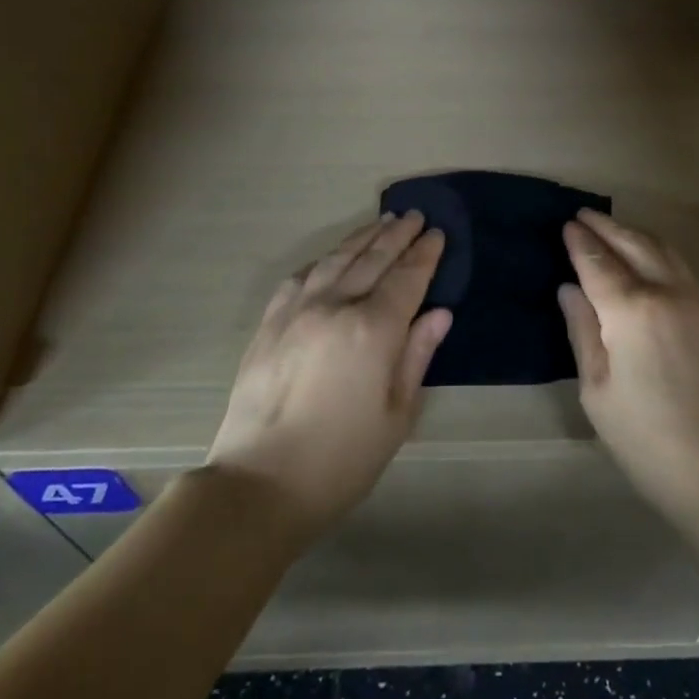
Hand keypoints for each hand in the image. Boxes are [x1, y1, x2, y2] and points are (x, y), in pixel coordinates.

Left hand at [206, 212, 451, 538]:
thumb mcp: (396, 416)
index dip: (424, 255)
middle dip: (397, 235)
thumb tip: (439, 313)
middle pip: (373, 259)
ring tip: (381, 222)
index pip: (407, 278)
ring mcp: (297, 310)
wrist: (259, 483)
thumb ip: (417, 356)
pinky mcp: (269, 322)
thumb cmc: (341, 459)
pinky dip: (324, 261)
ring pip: (337, 259)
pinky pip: (301, 277)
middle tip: (414, 215)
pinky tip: (332, 258)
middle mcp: (335, 306)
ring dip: (362, 238)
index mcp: (372, 330)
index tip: (437, 234)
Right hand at [559, 210, 698, 536]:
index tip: (565, 224)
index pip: (598, 262)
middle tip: (583, 215)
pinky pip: (681, 267)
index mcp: (632, 311)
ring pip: (662, 250)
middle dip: (606, 226)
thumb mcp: (597, 391)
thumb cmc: (646, 441)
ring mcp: (698, 301)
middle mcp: (667, 292)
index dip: (579, 242)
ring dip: (634, 234)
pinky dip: (657, 251)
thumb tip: (570, 289)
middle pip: (633, 244)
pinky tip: (647, 258)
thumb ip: (582, 331)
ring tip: (612, 229)